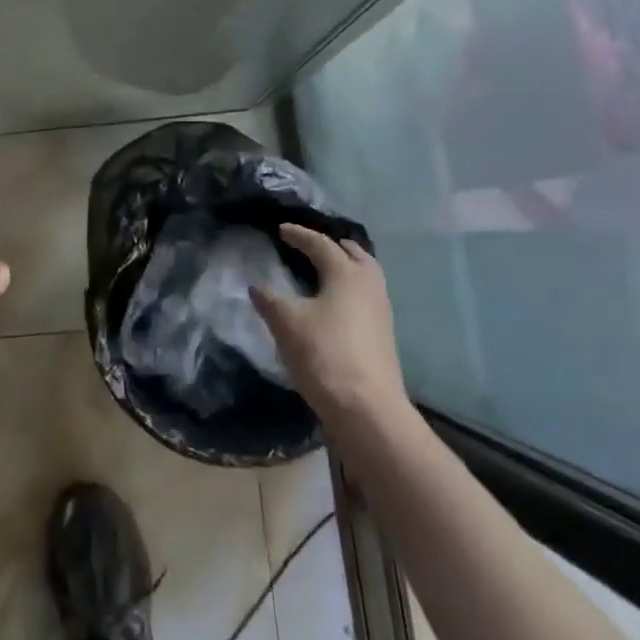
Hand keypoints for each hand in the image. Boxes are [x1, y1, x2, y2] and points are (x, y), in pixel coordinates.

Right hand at [251, 224, 408, 424]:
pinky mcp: (383, 334)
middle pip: (354, 254)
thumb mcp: (286, 323)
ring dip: (345, 267)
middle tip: (311, 245)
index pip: (321, 244)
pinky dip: (349, 288)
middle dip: (332, 246)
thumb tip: (256, 286)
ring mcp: (381, 311)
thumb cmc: (324, 355)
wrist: (367, 409)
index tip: (281, 230)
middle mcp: (369, 285)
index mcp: (346, 274)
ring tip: (324, 271)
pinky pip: (366, 296)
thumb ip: (269, 299)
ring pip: (365, 276)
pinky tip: (334, 303)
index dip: (299, 235)